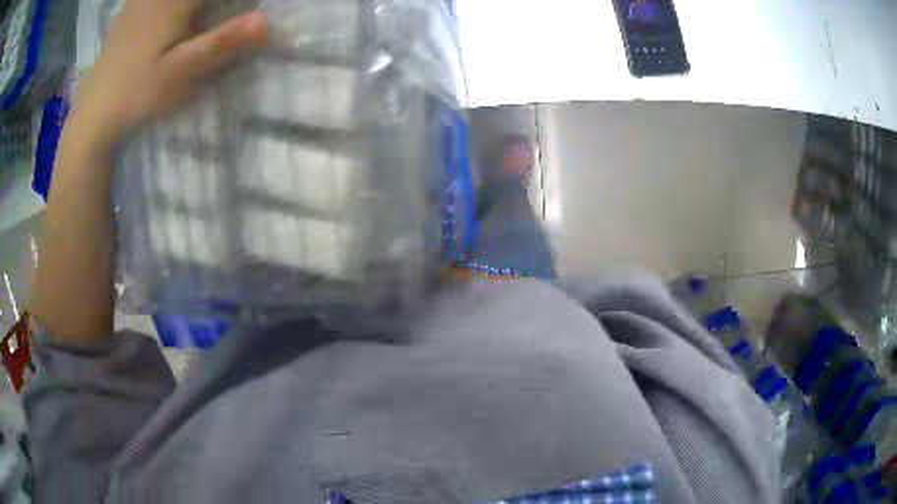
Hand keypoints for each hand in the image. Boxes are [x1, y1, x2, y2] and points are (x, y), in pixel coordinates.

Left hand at [74, 0, 266, 143]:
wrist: (94, 111)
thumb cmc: (138, 93)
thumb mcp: (181, 73)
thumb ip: (222, 43)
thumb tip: (267, 21)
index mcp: (176, 1)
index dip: (234, 1)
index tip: (249, 11)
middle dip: (216, 4)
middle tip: (226, 13)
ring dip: (198, 6)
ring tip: (203, 17)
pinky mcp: (131, 7)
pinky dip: (174, 6)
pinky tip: (175, 16)